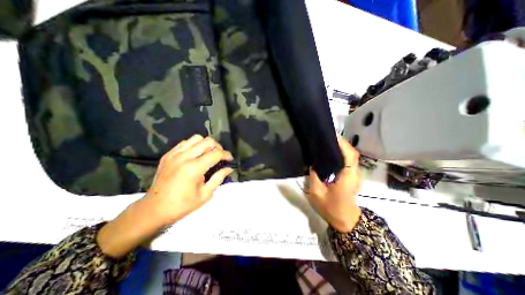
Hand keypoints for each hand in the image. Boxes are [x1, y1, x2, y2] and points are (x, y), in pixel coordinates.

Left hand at [96, 135, 232, 258]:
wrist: (154, 209)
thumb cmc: (182, 205)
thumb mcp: (205, 194)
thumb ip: (219, 178)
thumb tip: (229, 169)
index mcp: (194, 168)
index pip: (216, 154)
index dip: (226, 155)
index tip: (230, 159)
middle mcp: (184, 157)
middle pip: (207, 141)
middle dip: (218, 147)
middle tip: (220, 156)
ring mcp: (174, 154)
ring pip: (196, 138)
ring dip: (206, 144)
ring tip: (208, 154)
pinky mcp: (168, 155)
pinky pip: (185, 143)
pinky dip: (194, 145)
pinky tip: (195, 155)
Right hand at [309, 134, 360, 232]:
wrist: (345, 221)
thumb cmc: (331, 208)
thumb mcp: (317, 193)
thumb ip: (314, 176)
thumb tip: (313, 164)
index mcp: (347, 176)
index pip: (350, 155)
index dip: (342, 143)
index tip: (331, 135)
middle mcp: (355, 173)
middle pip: (352, 153)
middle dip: (341, 143)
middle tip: (326, 137)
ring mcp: (355, 175)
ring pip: (351, 156)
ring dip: (342, 147)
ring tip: (327, 143)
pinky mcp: (353, 176)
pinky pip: (349, 161)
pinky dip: (342, 154)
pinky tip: (331, 154)